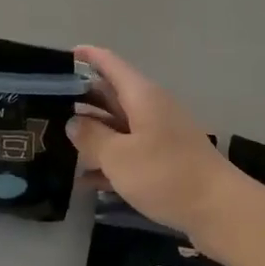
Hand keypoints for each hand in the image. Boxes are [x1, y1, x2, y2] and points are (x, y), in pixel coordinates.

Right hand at [66, 46, 241, 239]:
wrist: (218, 209)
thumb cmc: (166, 174)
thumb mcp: (119, 156)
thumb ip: (92, 137)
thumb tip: (74, 122)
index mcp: (142, 96)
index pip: (111, 64)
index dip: (87, 56)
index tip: (62, 56)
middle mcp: (151, 109)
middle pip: (112, 95)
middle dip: (82, 98)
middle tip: (46, 105)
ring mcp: (160, 135)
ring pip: (118, 126)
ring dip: (92, 133)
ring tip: (55, 140)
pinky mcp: (165, 161)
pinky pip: (129, 152)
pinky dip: (108, 160)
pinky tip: (84, 180)